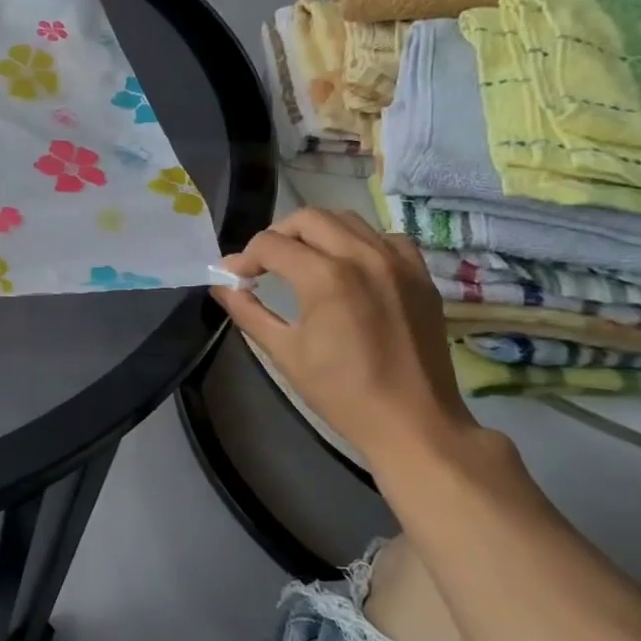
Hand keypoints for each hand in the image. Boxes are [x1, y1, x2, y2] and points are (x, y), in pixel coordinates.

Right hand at [211, 209, 478, 472]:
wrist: (412, 422)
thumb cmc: (341, 392)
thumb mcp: (284, 352)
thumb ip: (248, 311)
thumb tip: (221, 285)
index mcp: (325, 278)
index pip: (271, 244)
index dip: (245, 258)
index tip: (236, 277)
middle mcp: (363, 256)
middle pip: (307, 218)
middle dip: (277, 235)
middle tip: (265, 264)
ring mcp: (397, 262)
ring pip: (346, 219)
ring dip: (316, 233)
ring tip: (303, 261)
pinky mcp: (419, 274)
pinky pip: (383, 237)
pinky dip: (359, 242)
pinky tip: (349, 268)